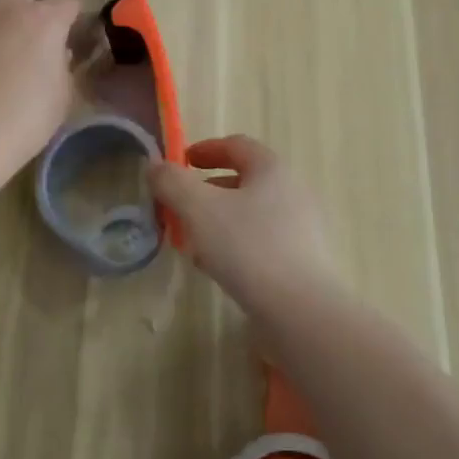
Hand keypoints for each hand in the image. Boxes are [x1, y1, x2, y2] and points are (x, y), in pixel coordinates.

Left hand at [0, 0, 79, 174]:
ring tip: (17, 45)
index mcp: (43, 17)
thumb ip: (65, 62)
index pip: (70, 2)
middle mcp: (8, 7)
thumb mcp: (63, 92)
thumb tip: (59, 51)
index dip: (77, 20)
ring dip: (11, 10)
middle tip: (45, 23)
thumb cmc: (25, 117)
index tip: (78, 39)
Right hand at [149, 135, 334, 309]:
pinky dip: (235, 245)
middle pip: (243, 180)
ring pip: (250, 214)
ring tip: (192, 242)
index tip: (181, 163)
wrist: (303, 312)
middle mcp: (291, 191)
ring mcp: (301, 227)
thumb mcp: (199, 209)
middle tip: (180, 207)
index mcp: (271, 168)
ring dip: (218, 221)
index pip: (236, 145)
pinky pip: (261, 242)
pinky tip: (217, 268)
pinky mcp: (302, 261)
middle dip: (207, 191)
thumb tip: (155, 166)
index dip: (205, 149)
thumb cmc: (249, 247)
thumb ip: (173, 182)